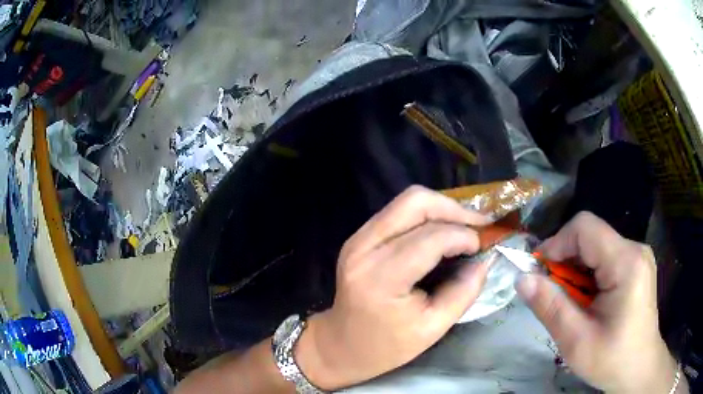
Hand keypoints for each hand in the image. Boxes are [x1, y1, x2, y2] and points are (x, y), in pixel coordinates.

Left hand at [295, 186, 491, 389]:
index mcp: (381, 278)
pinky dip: (425, 215)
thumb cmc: (386, 346)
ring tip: (464, 227)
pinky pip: (398, 212)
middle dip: (453, 209)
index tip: (481, 246)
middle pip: (415, 202)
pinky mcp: (359, 237)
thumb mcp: (432, 328)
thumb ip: (463, 293)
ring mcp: (358, 239)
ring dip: (440, 209)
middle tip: (478, 226)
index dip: (463, 235)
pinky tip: (441, 232)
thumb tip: (485, 260)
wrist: (341, 344)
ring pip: (406, 202)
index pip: (430, 238)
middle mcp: (364, 248)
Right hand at [517, 212, 679, 393]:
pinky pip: (605, 256)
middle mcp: (635, 249)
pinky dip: (588, 274)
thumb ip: (550, 306)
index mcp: (626, 262)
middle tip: (551, 293)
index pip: (585, 228)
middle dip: (565, 260)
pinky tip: (587, 299)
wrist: (639, 368)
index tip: (538, 273)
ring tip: (570, 301)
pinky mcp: (636, 265)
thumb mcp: (576, 341)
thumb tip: (522, 278)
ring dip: (576, 269)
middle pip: (590, 235)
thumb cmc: (612, 359)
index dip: (557, 243)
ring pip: (596, 245)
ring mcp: (637, 256)